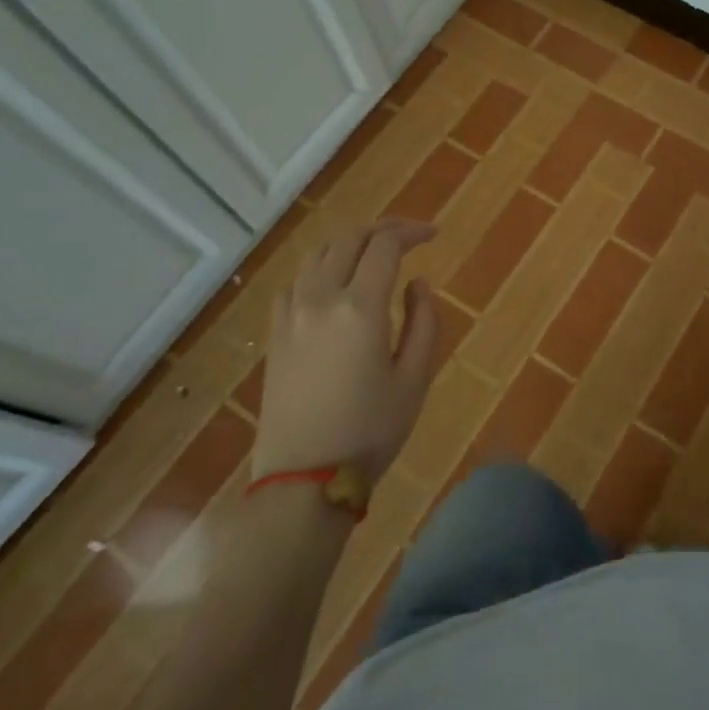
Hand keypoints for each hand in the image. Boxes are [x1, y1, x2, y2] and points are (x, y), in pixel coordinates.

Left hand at [252, 220, 441, 479]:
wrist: (302, 480)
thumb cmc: (370, 432)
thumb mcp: (414, 379)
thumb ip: (423, 322)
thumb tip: (418, 283)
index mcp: (360, 308)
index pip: (385, 245)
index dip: (411, 232)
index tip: (433, 236)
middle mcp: (321, 299)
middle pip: (349, 238)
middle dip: (383, 229)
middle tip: (409, 237)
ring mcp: (291, 314)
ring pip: (318, 253)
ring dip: (350, 242)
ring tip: (374, 253)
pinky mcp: (275, 332)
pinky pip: (296, 280)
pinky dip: (321, 266)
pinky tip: (335, 283)